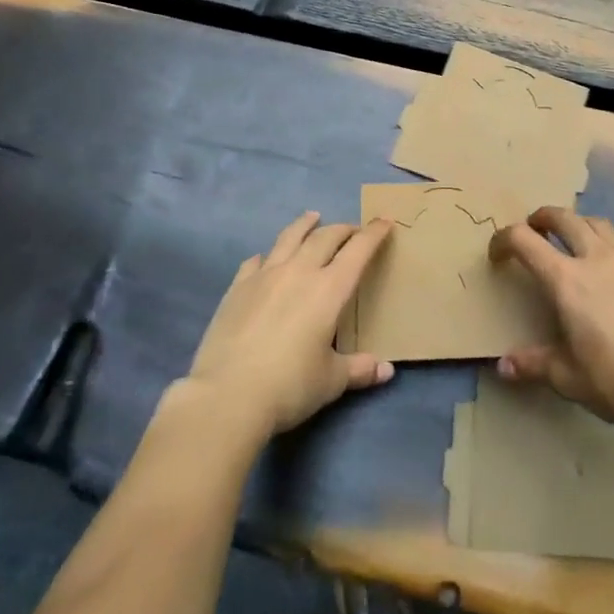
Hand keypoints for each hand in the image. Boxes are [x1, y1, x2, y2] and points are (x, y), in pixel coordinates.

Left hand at [185, 212, 395, 441]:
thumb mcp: (331, 381)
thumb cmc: (289, 387)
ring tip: (312, 217)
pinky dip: (268, 255)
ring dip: (305, 225)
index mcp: (329, 290)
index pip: (358, 251)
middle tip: (352, 230)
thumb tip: (386, 370)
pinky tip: (266, 259)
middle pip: (325, 237)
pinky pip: (256, 261)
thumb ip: (359, 369)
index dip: (373, 234)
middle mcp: (299, 272)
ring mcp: (265, 275)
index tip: (384, 220)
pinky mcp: (237, 287)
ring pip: (289, 237)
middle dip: (343, 229)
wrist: (227, 396)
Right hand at [488, 207, 613, 427]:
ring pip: (594, 222)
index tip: (497, 255)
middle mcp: (594, 257)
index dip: (503, 240)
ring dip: (575, 223)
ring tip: (570, 240)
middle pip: (562, 217)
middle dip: (541, 218)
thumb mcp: (568, 378)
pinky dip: (603, 241)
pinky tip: (607, 265)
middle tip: (533, 230)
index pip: (524, 240)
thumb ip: (534, 365)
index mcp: (566, 279)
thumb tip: (503, 366)